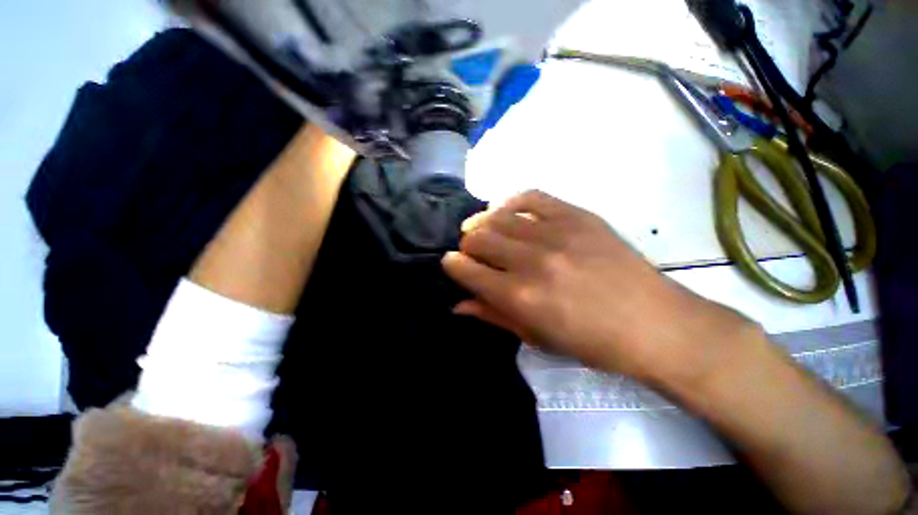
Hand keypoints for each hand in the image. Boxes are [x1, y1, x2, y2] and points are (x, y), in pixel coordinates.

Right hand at [442, 190, 756, 388]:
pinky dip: (511, 201)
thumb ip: (492, 316)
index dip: (452, 264)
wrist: (653, 324)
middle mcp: (530, 260)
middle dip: (467, 245)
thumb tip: (458, 303)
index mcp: (518, 296)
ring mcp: (555, 232)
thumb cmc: (590, 342)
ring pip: (497, 215)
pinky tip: (509, 212)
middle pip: (477, 236)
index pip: (465, 268)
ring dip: (483, 223)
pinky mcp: (576, 215)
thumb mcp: (535, 338)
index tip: (453, 264)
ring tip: (486, 231)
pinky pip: (530, 196)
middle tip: (474, 253)